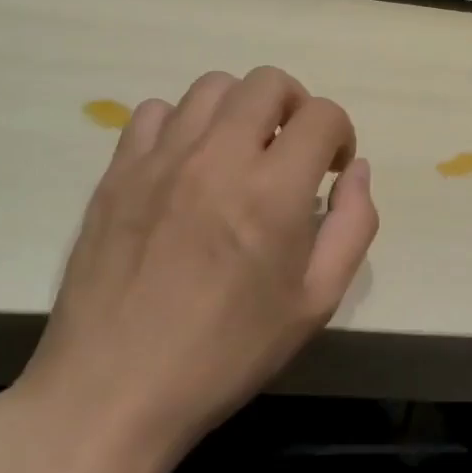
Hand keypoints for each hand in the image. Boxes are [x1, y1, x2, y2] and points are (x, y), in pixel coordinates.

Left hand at [0, 66, 375, 472]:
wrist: (113, 390)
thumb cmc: (226, 353)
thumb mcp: (315, 303)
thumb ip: (352, 226)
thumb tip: (357, 171)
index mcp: (272, 192)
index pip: (322, 115)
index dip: (340, 134)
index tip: (331, 169)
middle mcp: (218, 157)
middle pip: (268, 82)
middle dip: (295, 107)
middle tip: (291, 152)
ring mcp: (161, 159)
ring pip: (213, 87)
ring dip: (241, 111)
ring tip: (238, 154)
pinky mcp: (118, 171)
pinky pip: (155, 112)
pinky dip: (182, 125)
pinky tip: (185, 166)